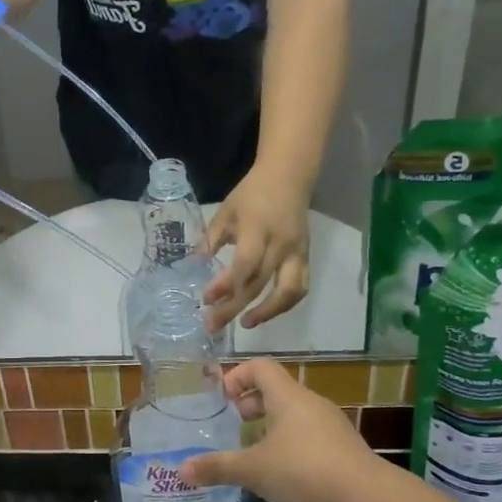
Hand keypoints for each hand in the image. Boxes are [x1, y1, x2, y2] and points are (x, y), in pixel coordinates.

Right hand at [179, 359, 372, 501]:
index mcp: (288, 397)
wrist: (367, 501)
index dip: (238, 376)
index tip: (223, 399)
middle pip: (277, 390)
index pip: (261, 367)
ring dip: (272, 425)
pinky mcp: (346, 449)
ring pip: (295, 414)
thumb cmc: (303, 471)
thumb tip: (181, 471)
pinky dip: (293, 443)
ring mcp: (333, 426)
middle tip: (235, 424)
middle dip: (252, 403)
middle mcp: (311, 404)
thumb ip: (218, 467)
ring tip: (256, 450)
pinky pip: (311, 434)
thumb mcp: (253, 470)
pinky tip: (285, 473)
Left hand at [204, 167, 311, 331]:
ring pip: (288, 292)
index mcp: (258, 229)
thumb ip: (211, 239)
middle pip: (260, 284)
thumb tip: (194, 265)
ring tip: (245, 324)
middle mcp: (281, 245)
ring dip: (267, 313)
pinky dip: (284, 304)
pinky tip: (265, 312)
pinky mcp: (306, 257)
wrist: (289, 176)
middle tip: (213, 325)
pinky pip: (300, 287)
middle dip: (235, 307)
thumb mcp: (226, 211)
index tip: (206, 299)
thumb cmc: (252, 193)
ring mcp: (297, 253)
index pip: (245, 265)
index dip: (226, 285)